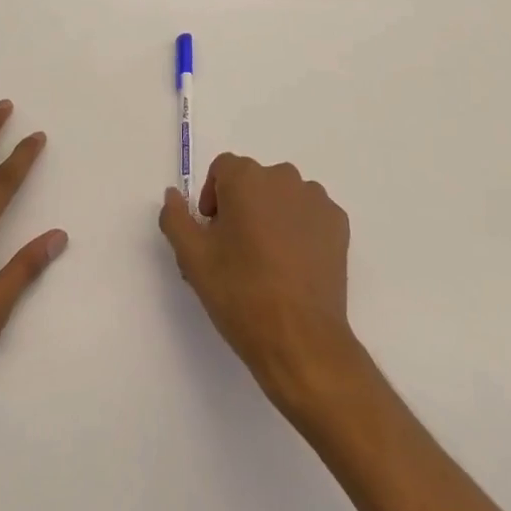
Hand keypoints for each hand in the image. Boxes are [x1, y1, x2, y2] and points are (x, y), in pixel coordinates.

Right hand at [159, 153, 359, 409]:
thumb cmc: (241, 294)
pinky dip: (300, 230)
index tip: (213, 235)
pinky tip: (295, 266)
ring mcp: (315, 198)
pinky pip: (310, 215)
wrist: (301, 340)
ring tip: (268, 262)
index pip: (223, 170)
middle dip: (242, 208)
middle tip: (237, 253)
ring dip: (272, 216)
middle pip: (254, 182)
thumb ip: (176, 218)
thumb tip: (173, 194)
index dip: (213, 198)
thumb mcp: (193, 258)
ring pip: (283, 197)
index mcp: (246, 178)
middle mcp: (283, 176)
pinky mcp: (338, 223)